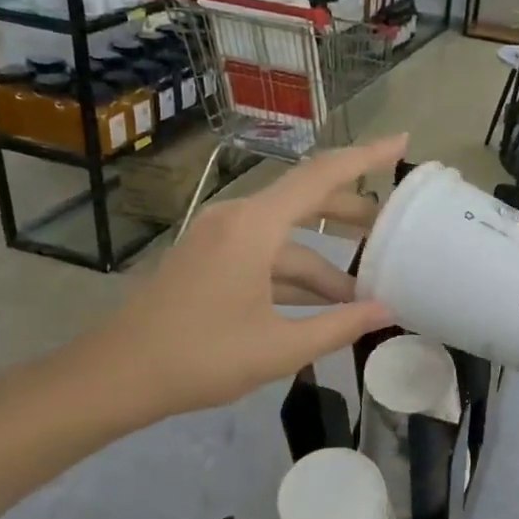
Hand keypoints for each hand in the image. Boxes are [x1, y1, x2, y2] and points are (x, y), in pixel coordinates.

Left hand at [67, 136, 404, 429]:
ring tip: (363, 292)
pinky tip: (320, 304)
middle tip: (393, 231)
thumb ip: (339, 325)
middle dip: (351, 215)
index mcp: (254, 227)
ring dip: (323, 263)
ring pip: (286, 239)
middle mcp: (236, 219)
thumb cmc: (200, 358)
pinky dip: (294, 274)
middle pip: (306, 201)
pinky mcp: (208, 259)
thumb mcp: (279, 347)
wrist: (116, 376)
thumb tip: (387, 311)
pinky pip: (264, 255)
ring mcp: (219, 238)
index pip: (321, 176)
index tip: (402, 141)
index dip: (365, 157)